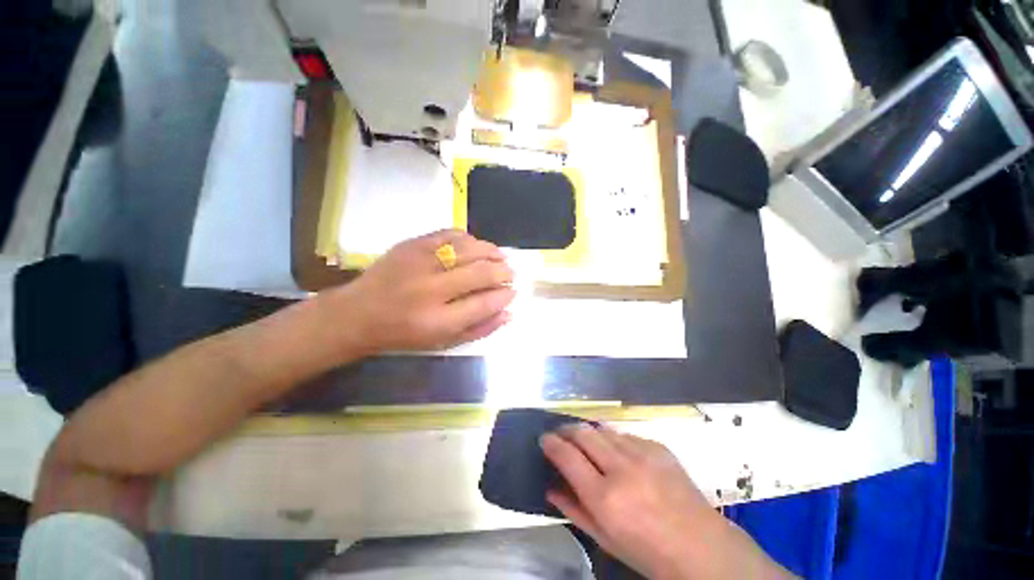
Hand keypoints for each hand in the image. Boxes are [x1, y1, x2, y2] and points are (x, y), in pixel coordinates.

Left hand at [325, 230, 515, 352]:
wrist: (357, 313)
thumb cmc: (403, 334)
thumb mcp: (442, 342)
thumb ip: (479, 329)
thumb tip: (509, 312)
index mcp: (437, 321)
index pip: (484, 303)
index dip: (504, 296)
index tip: (512, 292)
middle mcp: (430, 289)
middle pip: (480, 273)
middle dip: (503, 272)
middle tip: (510, 273)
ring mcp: (419, 262)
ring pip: (468, 249)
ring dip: (491, 251)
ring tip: (500, 256)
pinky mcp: (411, 244)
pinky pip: (449, 234)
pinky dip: (469, 239)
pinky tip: (476, 245)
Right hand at [541, 425, 793, 579]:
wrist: (702, 547)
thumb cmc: (649, 553)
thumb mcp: (606, 540)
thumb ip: (574, 510)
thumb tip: (550, 489)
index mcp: (605, 498)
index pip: (567, 456)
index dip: (551, 443)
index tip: (544, 438)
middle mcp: (621, 468)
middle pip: (583, 433)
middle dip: (566, 430)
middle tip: (560, 435)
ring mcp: (642, 453)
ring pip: (603, 430)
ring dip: (589, 434)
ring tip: (586, 443)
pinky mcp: (658, 447)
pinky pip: (626, 435)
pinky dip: (614, 441)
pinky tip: (618, 454)